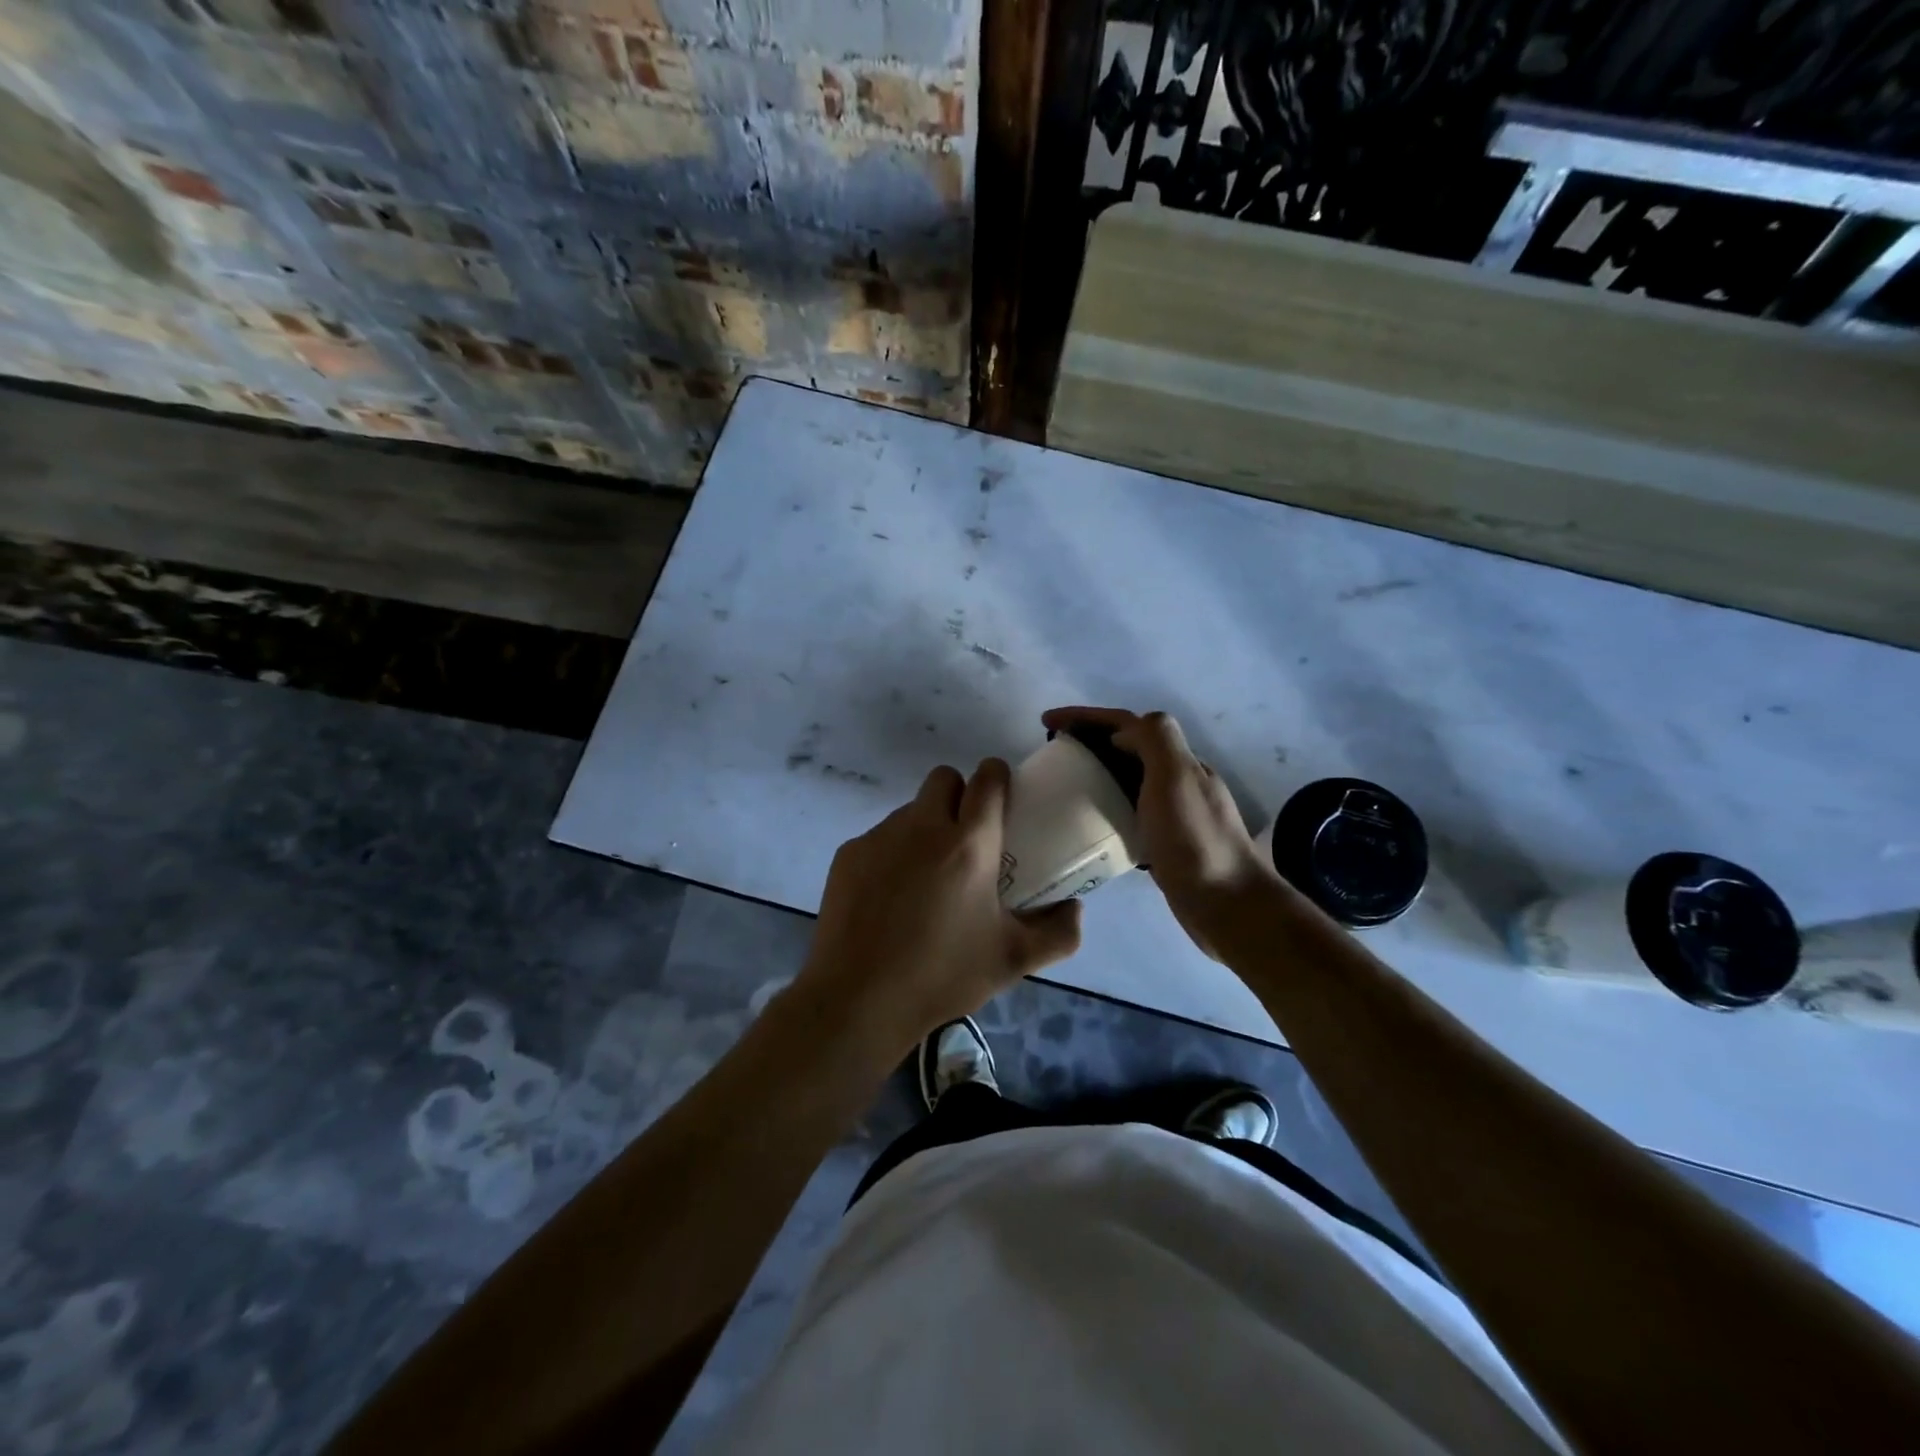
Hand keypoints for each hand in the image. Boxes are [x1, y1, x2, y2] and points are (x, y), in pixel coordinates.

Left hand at [795, 759, 1082, 1056]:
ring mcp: (880, 837)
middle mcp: (923, 826)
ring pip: (911, 809)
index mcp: (969, 844)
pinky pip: (880, 837)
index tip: (1003, 799)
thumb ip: (1058, 932)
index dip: (998, 777)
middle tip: (967, 838)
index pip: (987, 778)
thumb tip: (1075, 907)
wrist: (858, 999)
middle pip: (944, 779)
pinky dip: (892, 854)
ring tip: (927, 878)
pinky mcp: (849, 854)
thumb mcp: (1013, 960)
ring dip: (925, 827)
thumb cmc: (942, 976)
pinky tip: (890, 898)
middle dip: (960, 795)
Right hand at [1042, 707, 1278, 956]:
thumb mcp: (1176, 776)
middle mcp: (1178, 781)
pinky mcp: (1165, 842)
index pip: (1127, 723)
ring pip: (1128, 780)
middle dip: (1089, 741)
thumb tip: (1121, 733)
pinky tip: (1088, 823)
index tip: (1047, 721)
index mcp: (1179, 760)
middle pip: (1127, 747)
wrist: (1227, 904)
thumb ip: (1155, 739)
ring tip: (1062, 785)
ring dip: (1096, 773)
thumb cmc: (1194, 839)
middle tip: (1052, 753)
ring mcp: (1174, 813)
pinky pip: (1128, 812)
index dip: (1086, 716)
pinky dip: (1106, 807)